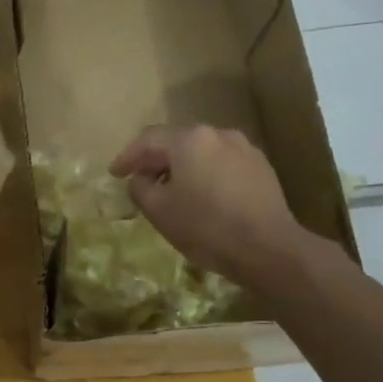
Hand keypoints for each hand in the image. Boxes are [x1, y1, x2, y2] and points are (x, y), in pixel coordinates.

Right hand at [110, 124, 311, 286]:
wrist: (267, 247)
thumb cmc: (205, 226)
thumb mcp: (159, 210)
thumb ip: (140, 188)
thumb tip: (139, 179)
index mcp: (190, 140)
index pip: (149, 139)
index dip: (127, 156)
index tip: (114, 173)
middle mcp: (218, 134)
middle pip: (177, 141)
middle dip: (155, 159)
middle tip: (140, 179)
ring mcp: (244, 149)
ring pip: (202, 152)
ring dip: (182, 167)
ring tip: (171, 189)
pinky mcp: (261, 167)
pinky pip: (222, 163)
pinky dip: (205, 174)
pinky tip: (202, 196)